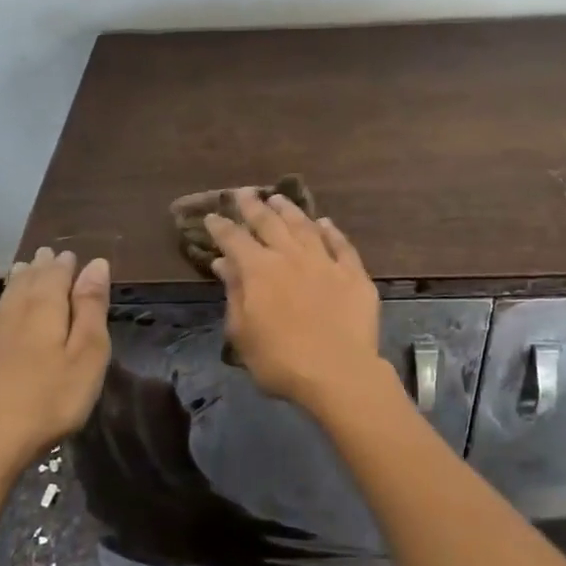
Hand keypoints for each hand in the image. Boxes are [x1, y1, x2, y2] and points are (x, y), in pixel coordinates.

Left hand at [0, 248, 111, 477]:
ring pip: (5, 296)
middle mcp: (16, 312)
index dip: (67, 265)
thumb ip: (91, 309)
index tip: (74, 256)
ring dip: (16, 278)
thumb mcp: (87, 357)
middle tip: (49, 253)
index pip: (58, 276)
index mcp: (48, 310)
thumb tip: (95, 264)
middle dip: (42, 267)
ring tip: (24, 264)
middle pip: (30, 282)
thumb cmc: (48, 402)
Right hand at [205, 191, 384, 414]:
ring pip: (304, 226)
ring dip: (289, 210)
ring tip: (279, 199)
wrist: (338, 372)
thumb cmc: (280, 360)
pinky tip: (325, 223)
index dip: (221, 227)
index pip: (234, 239)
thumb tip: (224, 263)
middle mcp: (290, 256)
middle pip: (269, 223)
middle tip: (244, 193)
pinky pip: (341, 244)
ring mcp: (324, 261)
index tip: (212, 217)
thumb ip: (234, 293)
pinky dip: (331, 231)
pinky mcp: (353, 273)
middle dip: (253, 206)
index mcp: (259, 270)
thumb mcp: (243, 332)